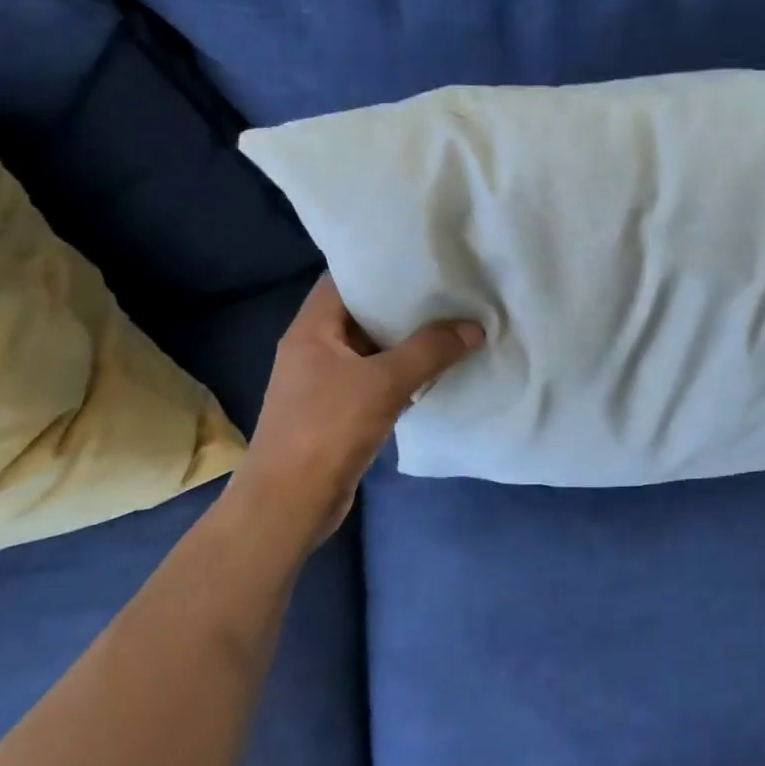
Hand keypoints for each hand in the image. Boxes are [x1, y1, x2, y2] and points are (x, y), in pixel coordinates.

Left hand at [236, 275, 483, 538]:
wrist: (290, 502)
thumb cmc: (328, 429)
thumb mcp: (384, 383)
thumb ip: (430, 351)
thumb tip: (474, 327)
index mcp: (311, 330)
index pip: (343, 281)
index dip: (380, 268)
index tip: (421, 263)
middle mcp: (313, 350)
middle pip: (361, 315)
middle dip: (403, 307)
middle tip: (448, 294)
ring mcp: (324, 383)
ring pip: (371, 351)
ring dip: (406, 344)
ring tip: (451, 327)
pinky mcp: (337, 413)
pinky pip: (374, 382)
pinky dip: (401, 376)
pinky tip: (435, 373)